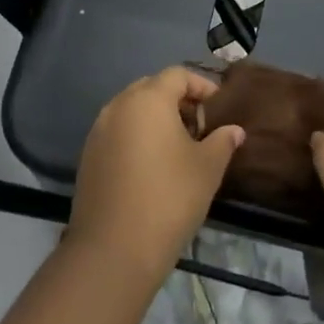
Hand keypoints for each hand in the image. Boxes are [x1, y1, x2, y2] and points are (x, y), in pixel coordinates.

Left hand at [66, 68, 244, 287]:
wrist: (114, 248)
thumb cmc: (169, 197)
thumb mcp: (207, 168)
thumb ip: (222, 142)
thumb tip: (234, 130)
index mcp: (148, 99)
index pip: (177, 75)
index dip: (201, 86)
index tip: (218, 107)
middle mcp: (118, 106)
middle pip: (151, 88)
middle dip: (177, 100)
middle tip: (199, 127)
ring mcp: (98, 131)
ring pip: (131, 110)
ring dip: (155, 119)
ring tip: (178, 148)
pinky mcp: (88, 156)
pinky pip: (117, 132)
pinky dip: (136, 137)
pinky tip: (152, 166)